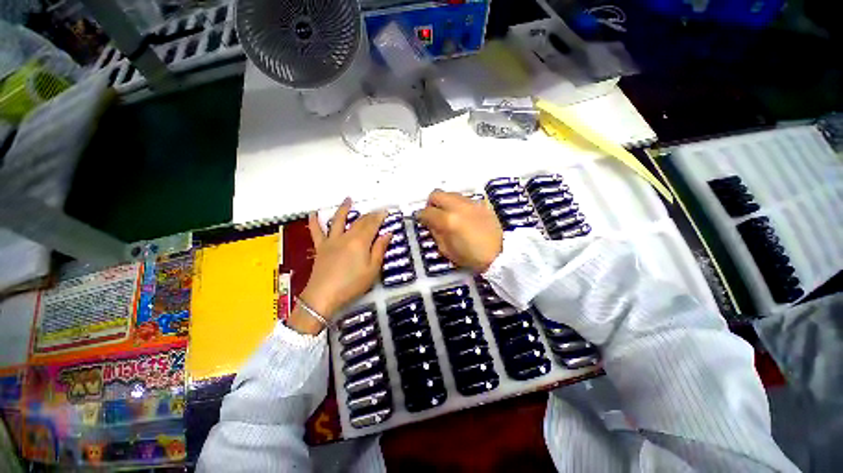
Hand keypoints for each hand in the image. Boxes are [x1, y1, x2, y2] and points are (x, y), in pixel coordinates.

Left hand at [288, 199, 389, 334]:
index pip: (372, 224)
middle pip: (359, 221)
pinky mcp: (320, 247)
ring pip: (337, 220)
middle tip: (376, 210)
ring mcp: (331, 240)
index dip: (379, 216)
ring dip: (343, 209)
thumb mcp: (372, 269)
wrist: (323, 296)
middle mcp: (346, 236)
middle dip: (369, 214)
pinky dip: (314, 221)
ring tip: (348, 199)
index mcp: (360, 241)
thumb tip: (387, 233)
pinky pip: (316, 232)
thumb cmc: (352, 284)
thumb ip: (380, 249)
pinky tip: (314, 213)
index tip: (386, 211)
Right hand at [417, 190, 502, 272]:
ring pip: (450, 194)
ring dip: (444, 202)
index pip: (427, 212)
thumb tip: (431, 223)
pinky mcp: (480, 203)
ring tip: (448, 214)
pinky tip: (462, 215)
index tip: (420, 220)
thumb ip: (436, 233)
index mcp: (448, 221)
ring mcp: (470, 203)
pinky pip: (463, 198)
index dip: (420, 216)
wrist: (500, 253)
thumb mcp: (447, 250)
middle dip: (431, 204)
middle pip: (436, 194)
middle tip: (433, 214)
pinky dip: (457, 204)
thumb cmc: (471, 257)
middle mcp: (458, 206)